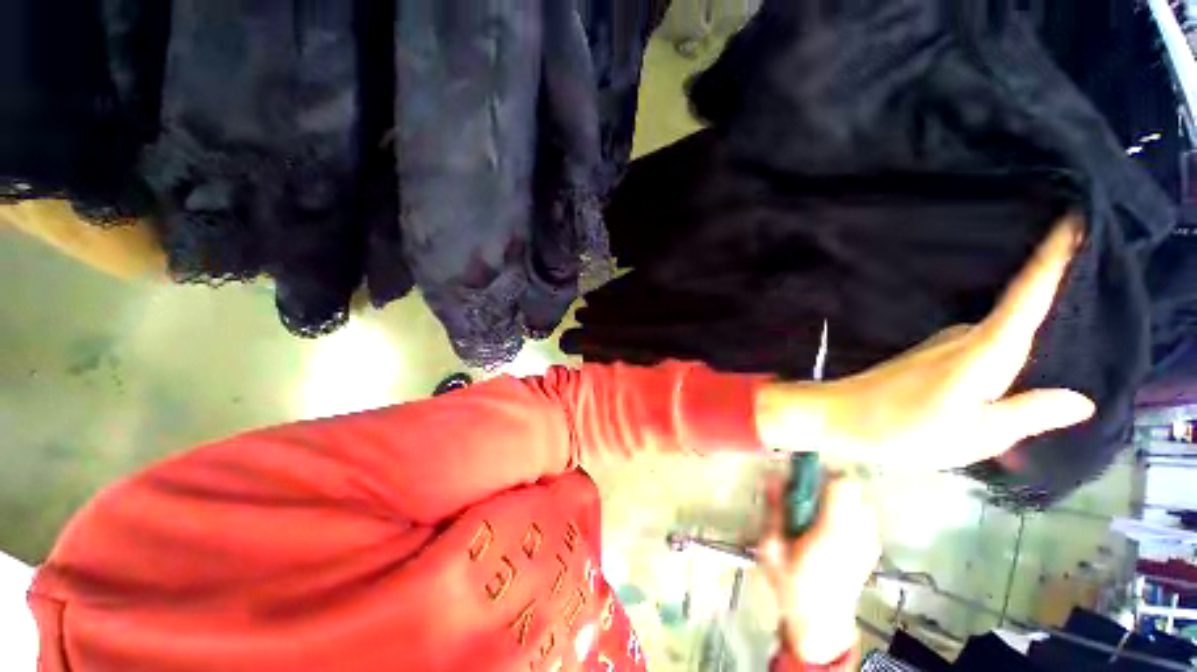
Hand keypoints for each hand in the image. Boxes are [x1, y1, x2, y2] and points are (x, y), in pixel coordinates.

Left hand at [756, 216, 1095, 469]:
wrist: (840, 415)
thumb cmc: (904, 429)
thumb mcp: (976, 434)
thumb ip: (1030, 413)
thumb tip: (1082, 399)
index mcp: (983, 351)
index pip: (1028, 296)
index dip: (1052, 257)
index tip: (1074, 217)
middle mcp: (964, 337)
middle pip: (1022, 309)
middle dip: (1060, 291)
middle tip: (1106, 275)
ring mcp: (944, 344)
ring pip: (1004, 330)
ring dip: (1036, 324)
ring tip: (1083, 319)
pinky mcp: (931, 355)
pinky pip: (985, 345)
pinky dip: (1010, 346)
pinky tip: (1025, 362)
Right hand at [758, 475, 878, 665]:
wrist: (821, 624)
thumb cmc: (792, 586)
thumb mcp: (772, 548)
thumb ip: (774, 511)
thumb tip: (772, 478)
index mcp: (831, 532)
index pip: (839, 485)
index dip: (819, 472)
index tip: (800, 473)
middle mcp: (857, 534)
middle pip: (851, 488)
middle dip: (827, 484)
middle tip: (805, 497)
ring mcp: (869, 542)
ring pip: (859, 500)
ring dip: (839, 499)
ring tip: (819, 514)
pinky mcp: (872, 550)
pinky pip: (865, 517)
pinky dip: (850, 513)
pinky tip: (833, 529)